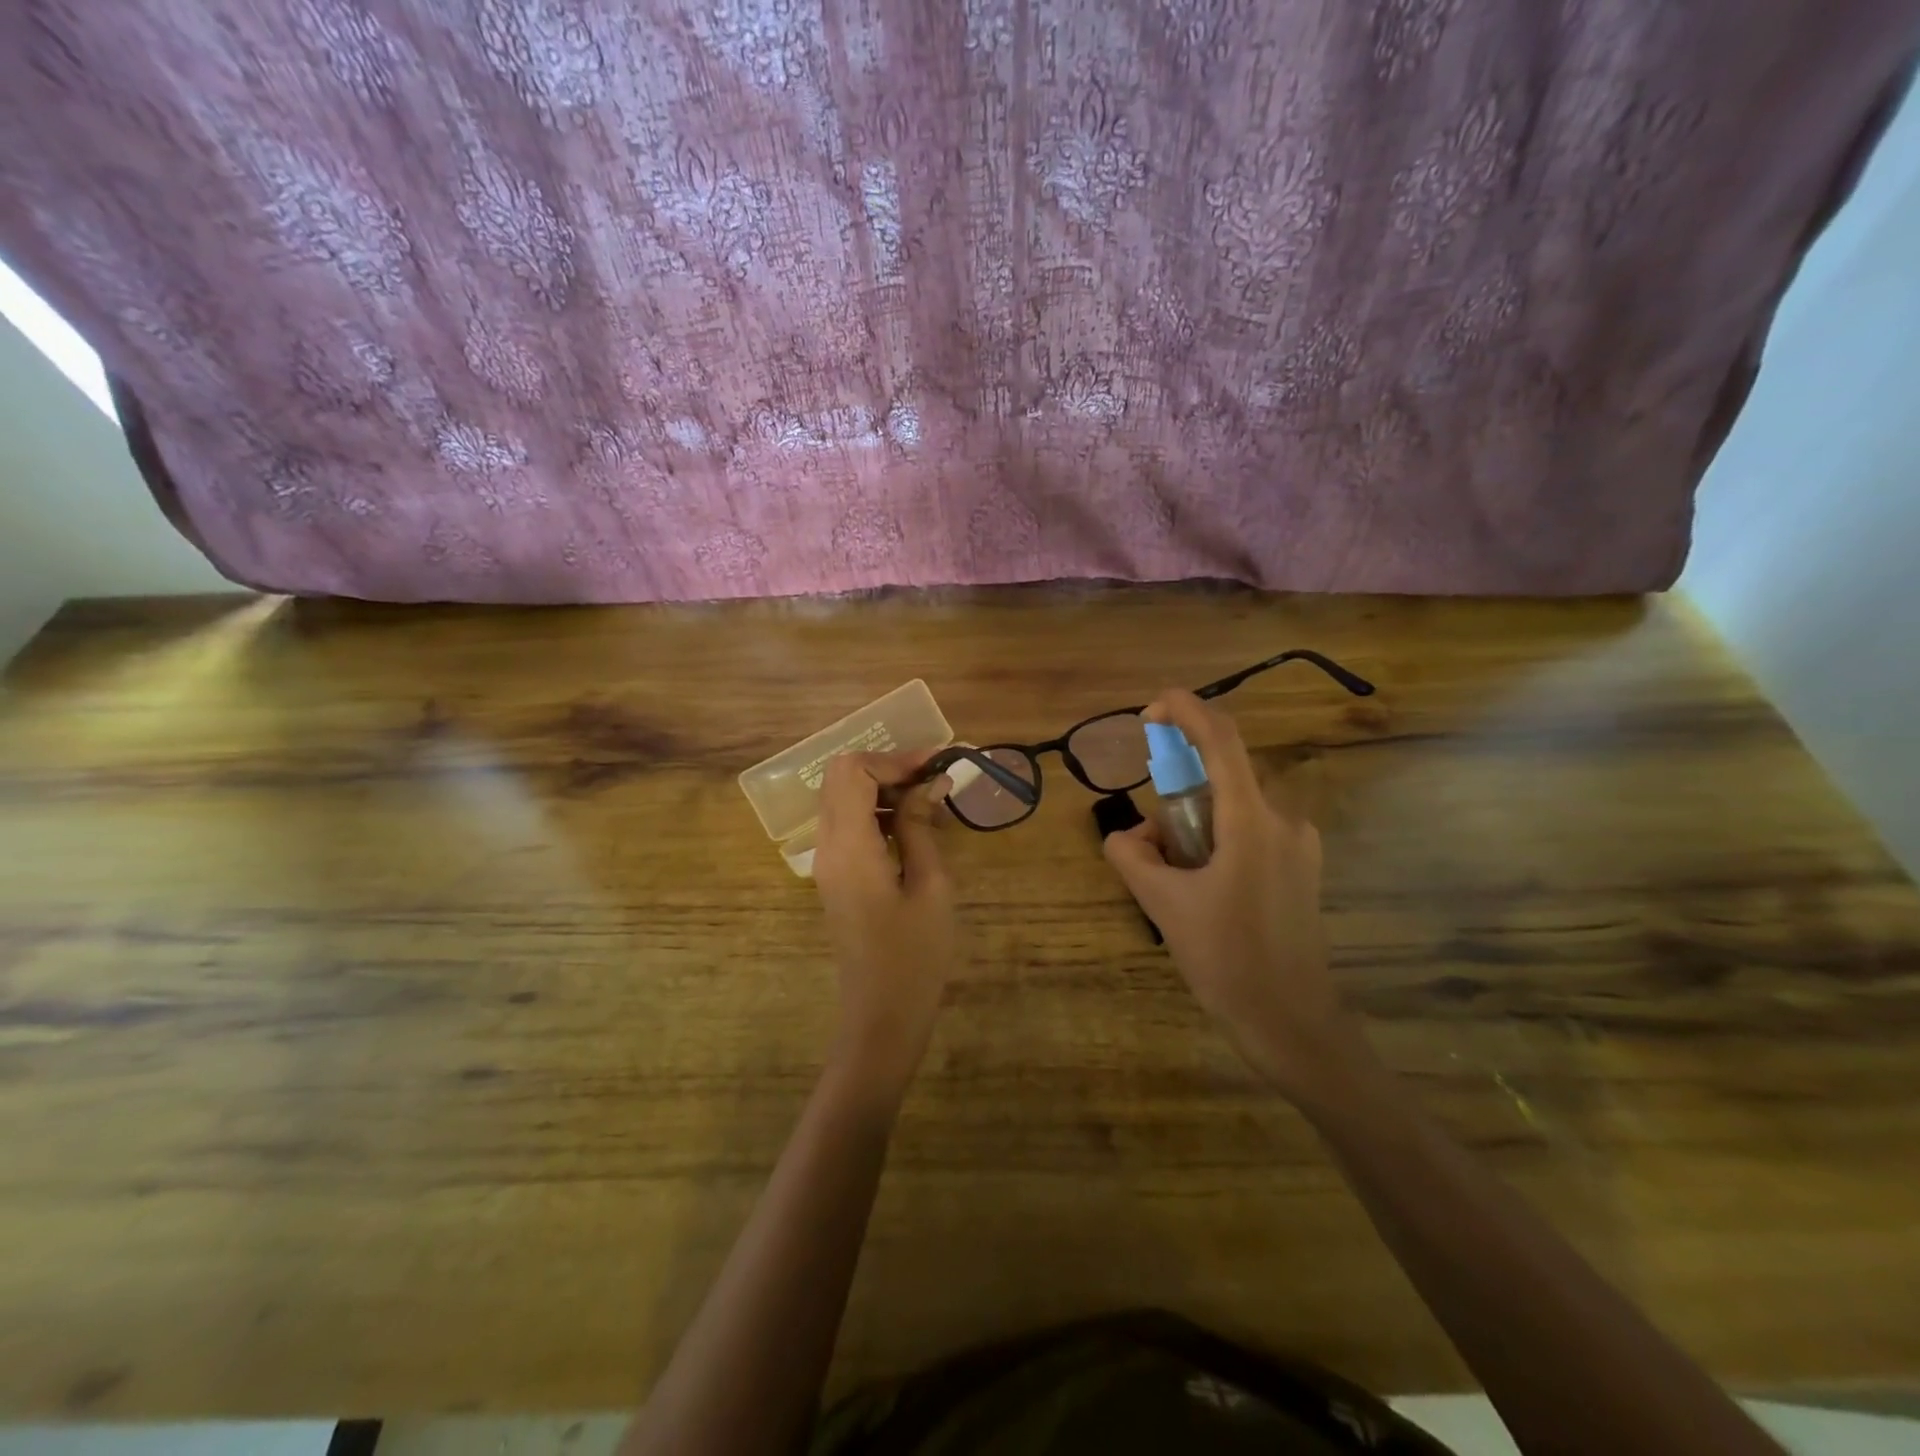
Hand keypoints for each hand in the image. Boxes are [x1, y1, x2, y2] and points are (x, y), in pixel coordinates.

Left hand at [812, 752, 957, 1103]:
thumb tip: (930, 781)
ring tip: (933, 804)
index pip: (853, 771)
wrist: (881, 1017)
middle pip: (841, 778)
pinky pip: (849, 825)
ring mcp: (828, 862)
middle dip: (889, 769)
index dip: (894, 760)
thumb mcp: (930, 886)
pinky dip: (879, 813)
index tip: (936, 767)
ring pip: (844, 799)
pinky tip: (916, 829)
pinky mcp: (836, 876)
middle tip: (935, 780)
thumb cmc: (915, 956)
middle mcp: (827, 846)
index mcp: (848, 846)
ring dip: (884, 790)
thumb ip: (922, 826)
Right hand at [1102, 691, 1360, 1095]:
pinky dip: (1216, 840)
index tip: (1149, 712)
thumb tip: (1125, 836)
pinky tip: (1203, 888)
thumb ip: (1131, 856)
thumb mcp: (1163, 904)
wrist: (1291, 1022)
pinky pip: (1249, 830)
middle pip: (1221, 776)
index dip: (1185, 710)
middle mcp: (1283, 819)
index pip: (1220, 739)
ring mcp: (1298, 843)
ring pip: (1233, 806)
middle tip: (1153, 845)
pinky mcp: (1300, 866)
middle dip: (1177, 795)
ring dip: (1195, 824)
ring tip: (1175, 879)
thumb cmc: (1227, 960)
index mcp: (1252, 821)